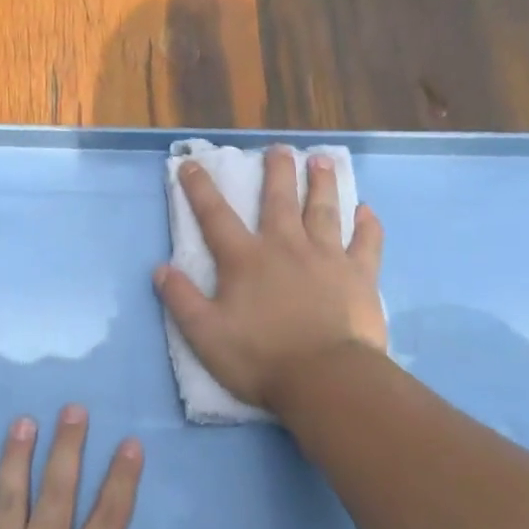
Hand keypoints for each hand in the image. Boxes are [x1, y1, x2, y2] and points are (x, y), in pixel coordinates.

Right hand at [154, 146, 386, 413]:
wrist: (325, 379)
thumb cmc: (260, 358)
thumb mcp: (205, 334)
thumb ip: (181, 299)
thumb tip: (160, 268)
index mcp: (245, 259)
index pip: (215, 216)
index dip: (199, 188)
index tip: (191, 164)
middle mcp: (285, 247)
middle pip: (279, 200)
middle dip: (277, 171)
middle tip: (280, 149)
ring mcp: (327, 258)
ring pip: (324, 210)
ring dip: (322, 183)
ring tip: (322, 161)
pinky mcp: (359, 276)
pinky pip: (366, 243)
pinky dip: (367, 225)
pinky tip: (367, 210)